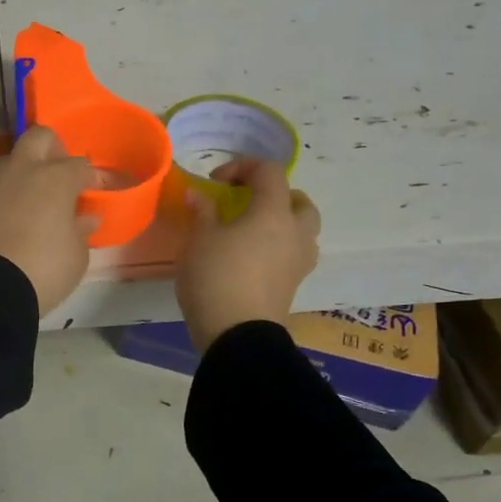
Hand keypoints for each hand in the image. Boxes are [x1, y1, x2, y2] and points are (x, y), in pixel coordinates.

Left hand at [0, 126, 98, 314]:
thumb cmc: (43, 270)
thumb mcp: (76, 257)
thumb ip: (81, 231)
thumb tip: (84, 218)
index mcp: (54, 179)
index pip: (79, 165)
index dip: (88, 177)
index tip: (91, 191)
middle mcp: (19, 170)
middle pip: (38, 137)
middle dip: (51, 149)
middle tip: (55, 175)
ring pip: (4, 161)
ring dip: (16, 174)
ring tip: (21, 203)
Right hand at [176, 159, 320, 352]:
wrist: (237, 334)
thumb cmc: (216, 277)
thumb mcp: (199, 239)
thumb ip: (202, 211)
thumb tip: (198, 195)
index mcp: (274, 212)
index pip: (269, 172)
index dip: (243, 167)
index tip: (215, 182)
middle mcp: (295, 232)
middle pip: (299, 200)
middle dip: (274, 194)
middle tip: (247, 201)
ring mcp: (299, 261)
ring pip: (302, 229)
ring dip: (281, 222)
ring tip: (251, 230)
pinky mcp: (293, 285)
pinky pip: (293, 253)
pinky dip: (278, 246)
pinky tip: (252, 256)